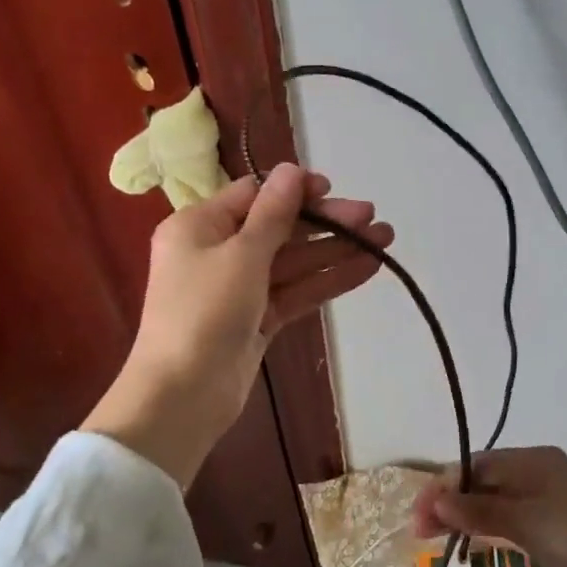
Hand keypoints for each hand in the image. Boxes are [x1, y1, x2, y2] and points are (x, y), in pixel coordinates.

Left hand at [84, 164, 392, 484]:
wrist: (182, 396)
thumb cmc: (205, 312)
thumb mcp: (242, 254)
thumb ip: (274, 213)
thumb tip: (292, 169)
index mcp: (199, 226)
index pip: (254, 195)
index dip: (295, 191)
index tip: (333, 191)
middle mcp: (218, 252)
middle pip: (280, 228)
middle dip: (326, 223)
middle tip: (372, 218)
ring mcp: (240, 288)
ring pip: (294, 261)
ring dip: (336, 250)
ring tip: (384, 239)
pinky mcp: (258, 319)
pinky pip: (296, 291)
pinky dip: (328, 280)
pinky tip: (367, 269)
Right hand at [410, 446, 566, 566]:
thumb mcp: (527, 521)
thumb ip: (480, 512)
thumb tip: (436, 502)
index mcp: (531, 460)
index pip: (475, 465)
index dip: (443, 487)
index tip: (418, 517)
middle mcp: (537, 475)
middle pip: (483, 483)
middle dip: (451, 504)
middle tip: (420, 535)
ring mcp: (549, 503)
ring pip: (497, 505)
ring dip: (468, 519)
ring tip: (438, 543)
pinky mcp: (557, 530)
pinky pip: (513, 524)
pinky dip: (491, 532)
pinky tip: (475, 547)